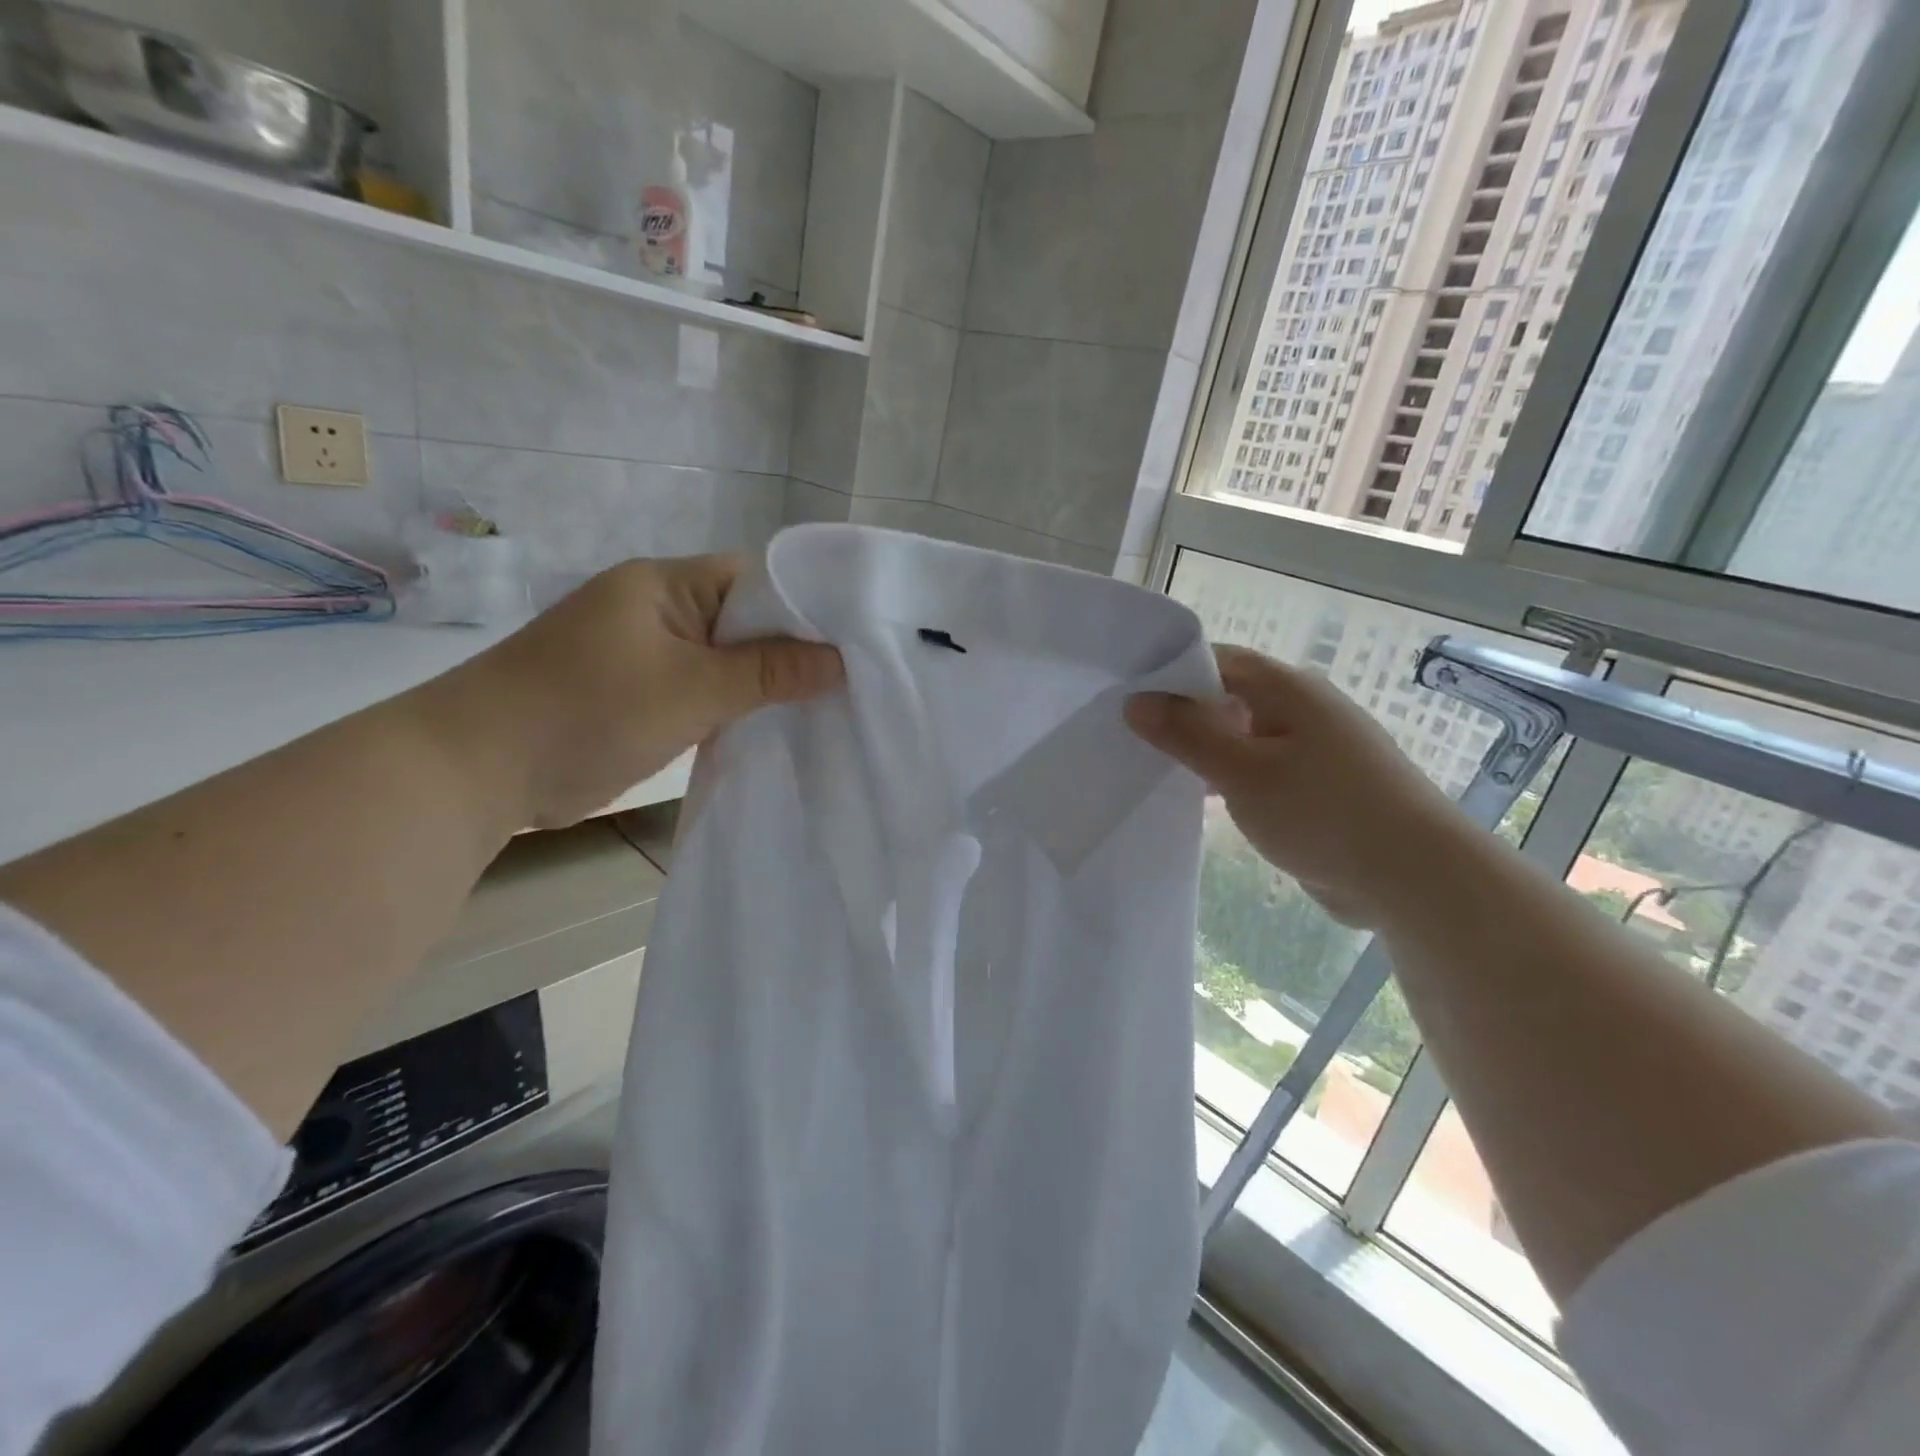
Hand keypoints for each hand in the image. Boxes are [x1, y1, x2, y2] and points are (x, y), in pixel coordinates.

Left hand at [431, 555, 843, 828]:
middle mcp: (659, 609)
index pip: (756, 577)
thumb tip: (842, 660)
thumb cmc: (585, 711)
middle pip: (745, 620)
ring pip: (726, 661)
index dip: (807, 604)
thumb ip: (767, 672)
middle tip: (852, 680)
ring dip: (764, 684)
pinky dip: (734, 708)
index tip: (857, 639)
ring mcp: (647, 654)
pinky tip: (774, 728)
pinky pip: (703, 691)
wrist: (476, 770)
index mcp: (666, 584)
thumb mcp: (689, 689)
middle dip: (793, 650)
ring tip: (826, 706)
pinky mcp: (639, 694)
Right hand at [1126, 644, 1473, 928]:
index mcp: (1287, 689)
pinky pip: (1260, 771)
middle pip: (1228, 698)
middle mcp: (1301, 710)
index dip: (1169, 673)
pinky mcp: (1317, 788)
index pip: (1217, 660)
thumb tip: (1135, 701)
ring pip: (1242, 738)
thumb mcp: (1242, 771)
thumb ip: (1186, 734)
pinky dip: (1229, 780)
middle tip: (1129, 736)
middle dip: (1181, 716)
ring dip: (1204, 752)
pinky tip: (1199, 802)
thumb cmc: (1323, 811)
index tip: (1125, 696)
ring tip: (1153, 769)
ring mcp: (1313, 750)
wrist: (1414, 877)